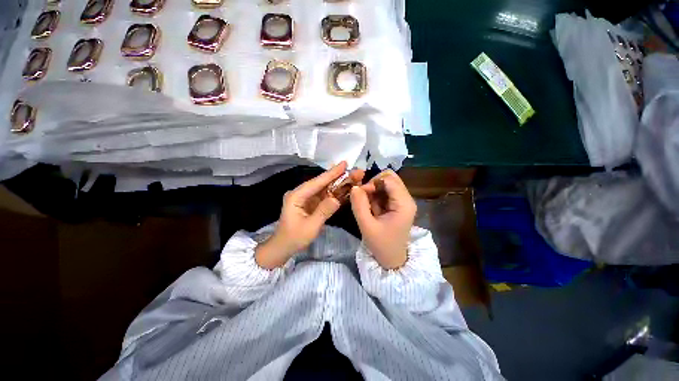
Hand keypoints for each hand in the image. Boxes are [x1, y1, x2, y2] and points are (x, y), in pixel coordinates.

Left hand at [255, 162, 364, 268]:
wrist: (283, 247)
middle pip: (321, 183)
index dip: (331, 173)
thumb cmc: (294, 238)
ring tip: (352, 178)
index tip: (344, 164)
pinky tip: (344, 189)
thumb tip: (336, 199)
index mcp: (296, 196)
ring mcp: (305, 198)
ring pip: (324, 189)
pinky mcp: (310, 204)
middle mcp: (300, 194)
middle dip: (338, 177)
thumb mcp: (310, 227)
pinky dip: (334, 194)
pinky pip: (323, 197)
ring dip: (338, 184)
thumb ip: (323, 212)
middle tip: (354, 171)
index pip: (316, 182)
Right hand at [350, 170, 415, 268]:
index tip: (361, 194)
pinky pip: (385, 191)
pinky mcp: (398, 204)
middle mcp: (407, 198)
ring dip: (374, 189)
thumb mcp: (366, 226)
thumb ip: (359, 205)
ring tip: (368, 205)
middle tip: (364, 197)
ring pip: (387, 182)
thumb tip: (354, 187)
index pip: (389, 179)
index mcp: (404, 204)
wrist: (392, 259)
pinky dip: (376, 194)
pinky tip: (372, 207)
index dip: (372, 183)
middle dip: (374, 184)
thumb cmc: (381, 245)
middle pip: (390, 177)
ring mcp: (403, 200)